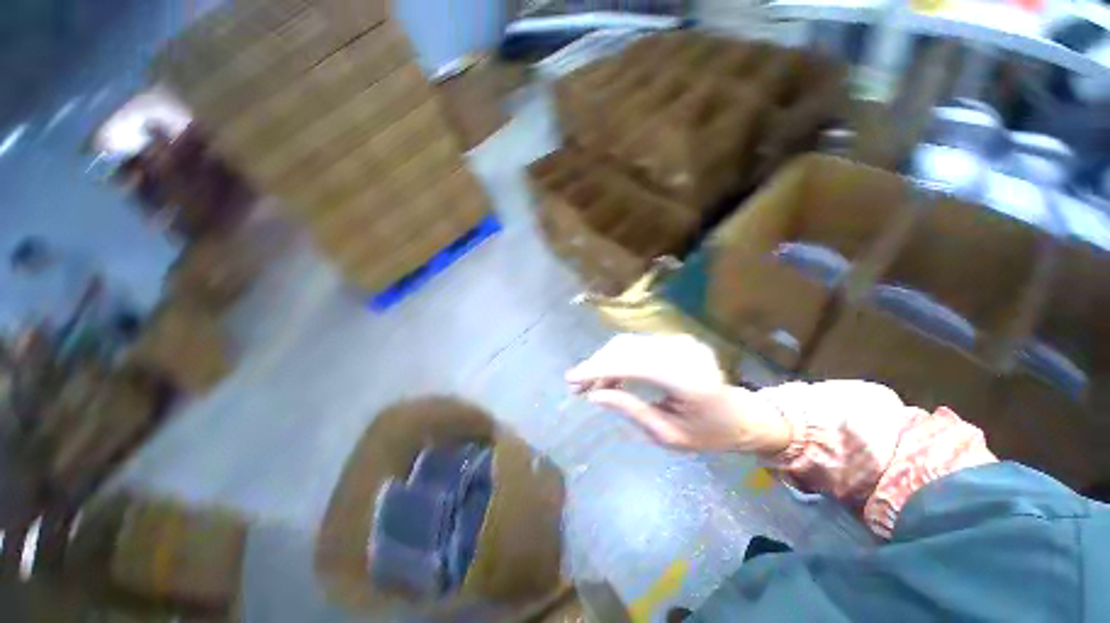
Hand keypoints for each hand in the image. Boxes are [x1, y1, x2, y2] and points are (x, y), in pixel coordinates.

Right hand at [566, 334, 790, 453]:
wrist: (740, 416)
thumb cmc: (708, 434)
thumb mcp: (668, 435)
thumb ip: (633, 411)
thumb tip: (596, 395)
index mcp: (688, 381)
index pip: (635, 364)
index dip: (599, 369)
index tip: (571, 381)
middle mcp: (687, 353)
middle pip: (630, 348)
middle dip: (598, 365)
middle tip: (576, 388)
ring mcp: (686, 343)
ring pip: (633, 343)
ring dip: (607, 361)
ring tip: (591, 386)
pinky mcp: (682, 341)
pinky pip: (643, 345)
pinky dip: (622, 358)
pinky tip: (612, 378)